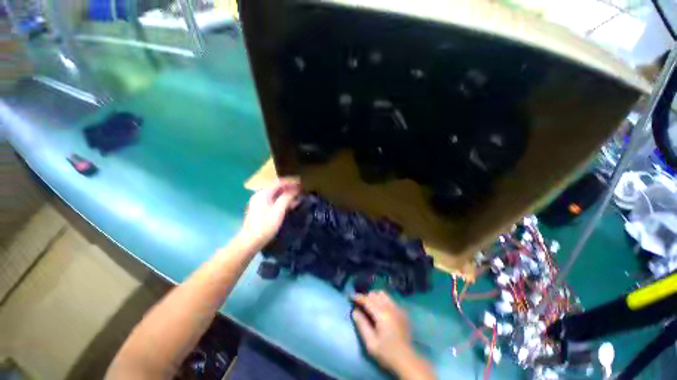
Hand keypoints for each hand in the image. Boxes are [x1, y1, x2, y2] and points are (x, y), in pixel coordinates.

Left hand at [238, 177, 300, 251]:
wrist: (250, 242)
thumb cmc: (265, 225)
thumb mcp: (278, 211)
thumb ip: (287, 198)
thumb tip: (296, 189)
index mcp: (263, 193)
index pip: (278, 182)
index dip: (290, 181)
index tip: (301, 182)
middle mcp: (260, 195)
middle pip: (277, 187)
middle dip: (289, 187)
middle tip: (301, 189)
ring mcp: (259, 202)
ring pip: (276, 194)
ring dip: (286, 194)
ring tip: (298, 196)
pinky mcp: (260, 209)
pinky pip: (273, 200)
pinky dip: (282, 201)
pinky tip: (290, 205)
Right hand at [352, 291, 434, 379]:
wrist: (407, 360)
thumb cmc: (386, 353)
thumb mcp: (370, 342)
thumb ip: (361, 324)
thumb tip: (354, 311)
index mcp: (382, 314)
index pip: (367, 300)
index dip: (358, 297)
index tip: (350, 296)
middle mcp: (390, 307)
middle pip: (375, 294)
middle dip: (366, 297)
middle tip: (359, 304)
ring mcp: (397, 308)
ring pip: (383, 294)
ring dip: (375, 297)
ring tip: (369, 305)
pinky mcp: (402, 312)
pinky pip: (390, 299)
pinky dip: (382, 300)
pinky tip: (380, 309)